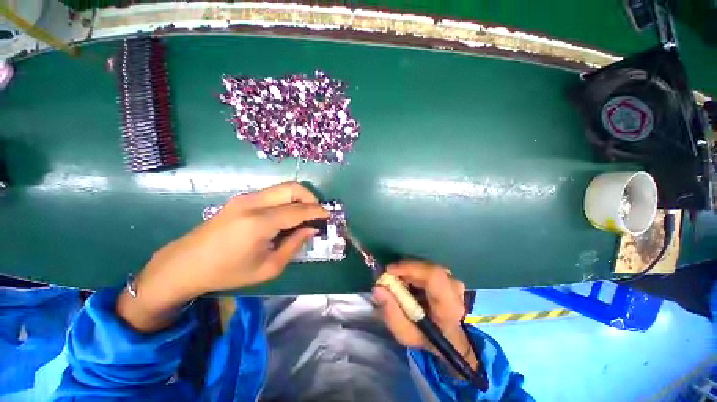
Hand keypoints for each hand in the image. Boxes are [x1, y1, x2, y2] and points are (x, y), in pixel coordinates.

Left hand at [117, 181, 327, 331]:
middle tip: (317, 212)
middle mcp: (254, 203)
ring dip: (299, 197)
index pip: (299, 210)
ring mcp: (245, 197)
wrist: (185, 264)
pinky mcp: (241, 198)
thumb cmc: (228, 272)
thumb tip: (311, 229)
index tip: (328, 216)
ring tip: (304, 214)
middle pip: (292, 188)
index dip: (317, 211)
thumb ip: (294, 245)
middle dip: (311, 197)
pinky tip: (286, 215)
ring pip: (283, 187)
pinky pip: (272, 193)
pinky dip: (286, 199)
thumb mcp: (268, 267)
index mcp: (260, 222)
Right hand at [373, 261, 477, 371]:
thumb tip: (378, 288)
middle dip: (404, 270)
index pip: (433, 275)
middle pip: (427, 268)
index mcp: (449, 307)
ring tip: (399, 283)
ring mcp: (454, 281)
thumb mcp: (405, 334)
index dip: (409, 268)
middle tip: (389, 278)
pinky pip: (428, 268)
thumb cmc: (426, 339)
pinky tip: (409, 283)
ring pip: (426, 267)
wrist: (450, 341)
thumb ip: (391, 313)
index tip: (389, 270)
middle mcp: (455, 290)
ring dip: (409, 271)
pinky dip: (415, 272)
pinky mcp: (449, 277)